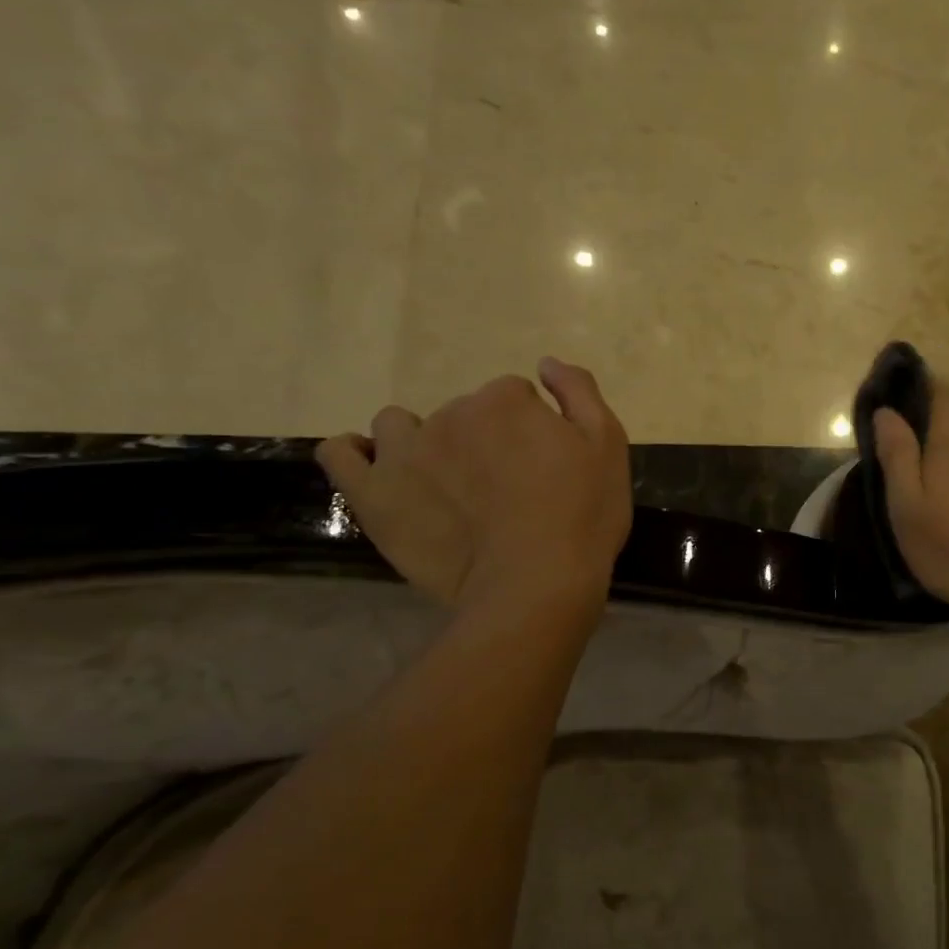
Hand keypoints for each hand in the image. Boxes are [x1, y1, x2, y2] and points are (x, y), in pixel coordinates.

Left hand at [317, 358, 631, 611]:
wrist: (536, 584)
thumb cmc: (582, 515)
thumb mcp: (608, 446)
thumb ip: (579, 393)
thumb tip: (546, 363)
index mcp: (505, 401)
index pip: (515, 397)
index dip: (532, 430)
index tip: (543, 466)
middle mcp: (450, 415)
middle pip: (462, 412)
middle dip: (483, 439)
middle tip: (505, 489)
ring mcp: (405, 454)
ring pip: (399, 426)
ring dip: (419, 442)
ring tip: (443, 484)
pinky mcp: (374, 496)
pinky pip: (340, 455)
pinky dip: (354, 454)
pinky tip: (376, 471)